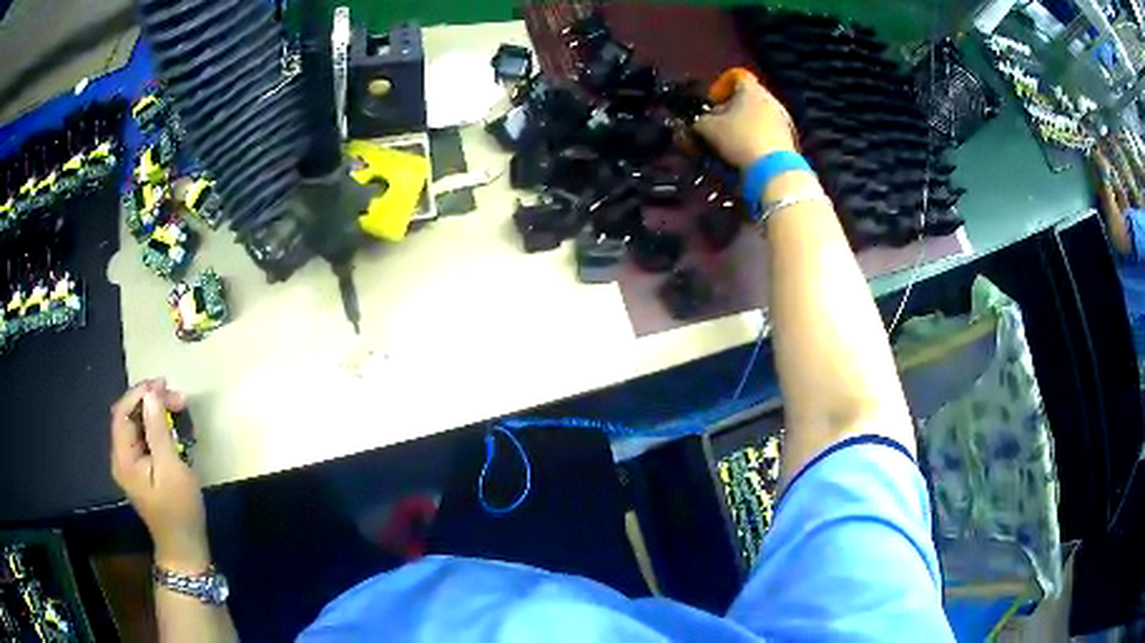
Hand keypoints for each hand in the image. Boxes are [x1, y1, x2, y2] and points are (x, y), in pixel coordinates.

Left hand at [110, 379, 208, 573]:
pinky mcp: (142, 471)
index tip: (164, 383)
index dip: (140, 393)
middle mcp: (122, 457)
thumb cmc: (179, 510)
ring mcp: (131, 465)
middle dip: (151, 401)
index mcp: (123, 458)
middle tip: (178, 398)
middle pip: (130, 417)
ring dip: (156, 413)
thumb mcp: (171, 469)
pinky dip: (157, 428)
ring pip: (138, 426)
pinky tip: (172, 428)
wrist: (185, 548)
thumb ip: (158, 430)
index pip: (122, 412)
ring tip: (178, 408)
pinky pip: (145, 439)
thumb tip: (151, 393)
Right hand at [695, 75, 796, 168]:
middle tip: (718, 124)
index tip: (712, 103)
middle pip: (747, 97)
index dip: (720, 88)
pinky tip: (749, 152)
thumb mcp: (708, 128)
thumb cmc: (739, 139)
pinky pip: (769, 131)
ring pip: (759, 115)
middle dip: (731, 109)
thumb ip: (699, 120)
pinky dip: (757, 138)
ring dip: (745, 124)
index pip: (735, 77)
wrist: (774, 169)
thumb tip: (698, 122)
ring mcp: (783, 119)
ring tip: (732, 142)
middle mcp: (771, 99)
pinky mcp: (790, 139)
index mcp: (751, 89)